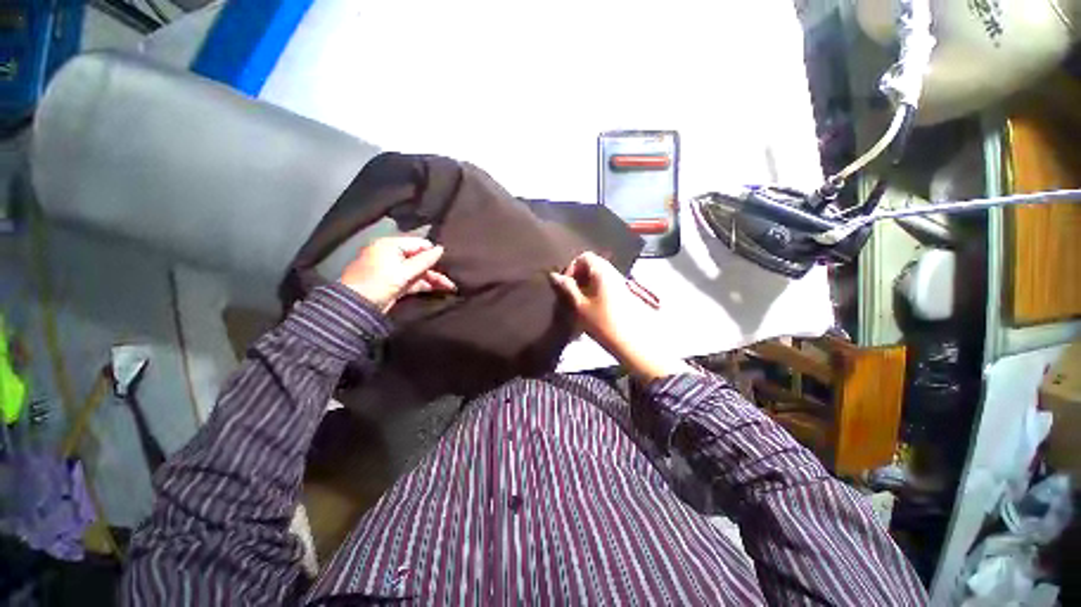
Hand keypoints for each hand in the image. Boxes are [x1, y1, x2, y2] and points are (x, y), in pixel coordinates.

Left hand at [338, 237, 455, 312]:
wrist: (357, 306)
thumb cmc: (379, 282)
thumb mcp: (404, 271)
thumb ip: (424, 260)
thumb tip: (441, 249)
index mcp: (391, 245)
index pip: (419, 244)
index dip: (433, 252)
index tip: (449, 262)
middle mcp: (393, 255)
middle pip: (420, 258)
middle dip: (436, 268)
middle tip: (453, 277)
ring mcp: (394, 270)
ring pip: (419, 271)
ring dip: (434, 278)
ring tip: (451, 287)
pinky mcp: (396, 283)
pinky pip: (414, 281)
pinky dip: (426, 285)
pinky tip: (440, 289)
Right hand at [549, 252, 691, 381]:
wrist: (633, 342)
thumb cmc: (603, 323)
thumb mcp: (580, 306)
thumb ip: (568, 288)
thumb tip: (554, 275)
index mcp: (602, 271)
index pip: (585, 256)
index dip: (572, 267)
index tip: (566, 284)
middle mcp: (613, 272)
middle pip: (593, 264)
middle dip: (578, 275)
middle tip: (571, 293)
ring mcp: (620, 282)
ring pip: (599, 275)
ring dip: (586, 284)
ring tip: (579, 301)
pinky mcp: (624, 293)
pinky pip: (606, 283)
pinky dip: (595, 290)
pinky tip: (591, 306)